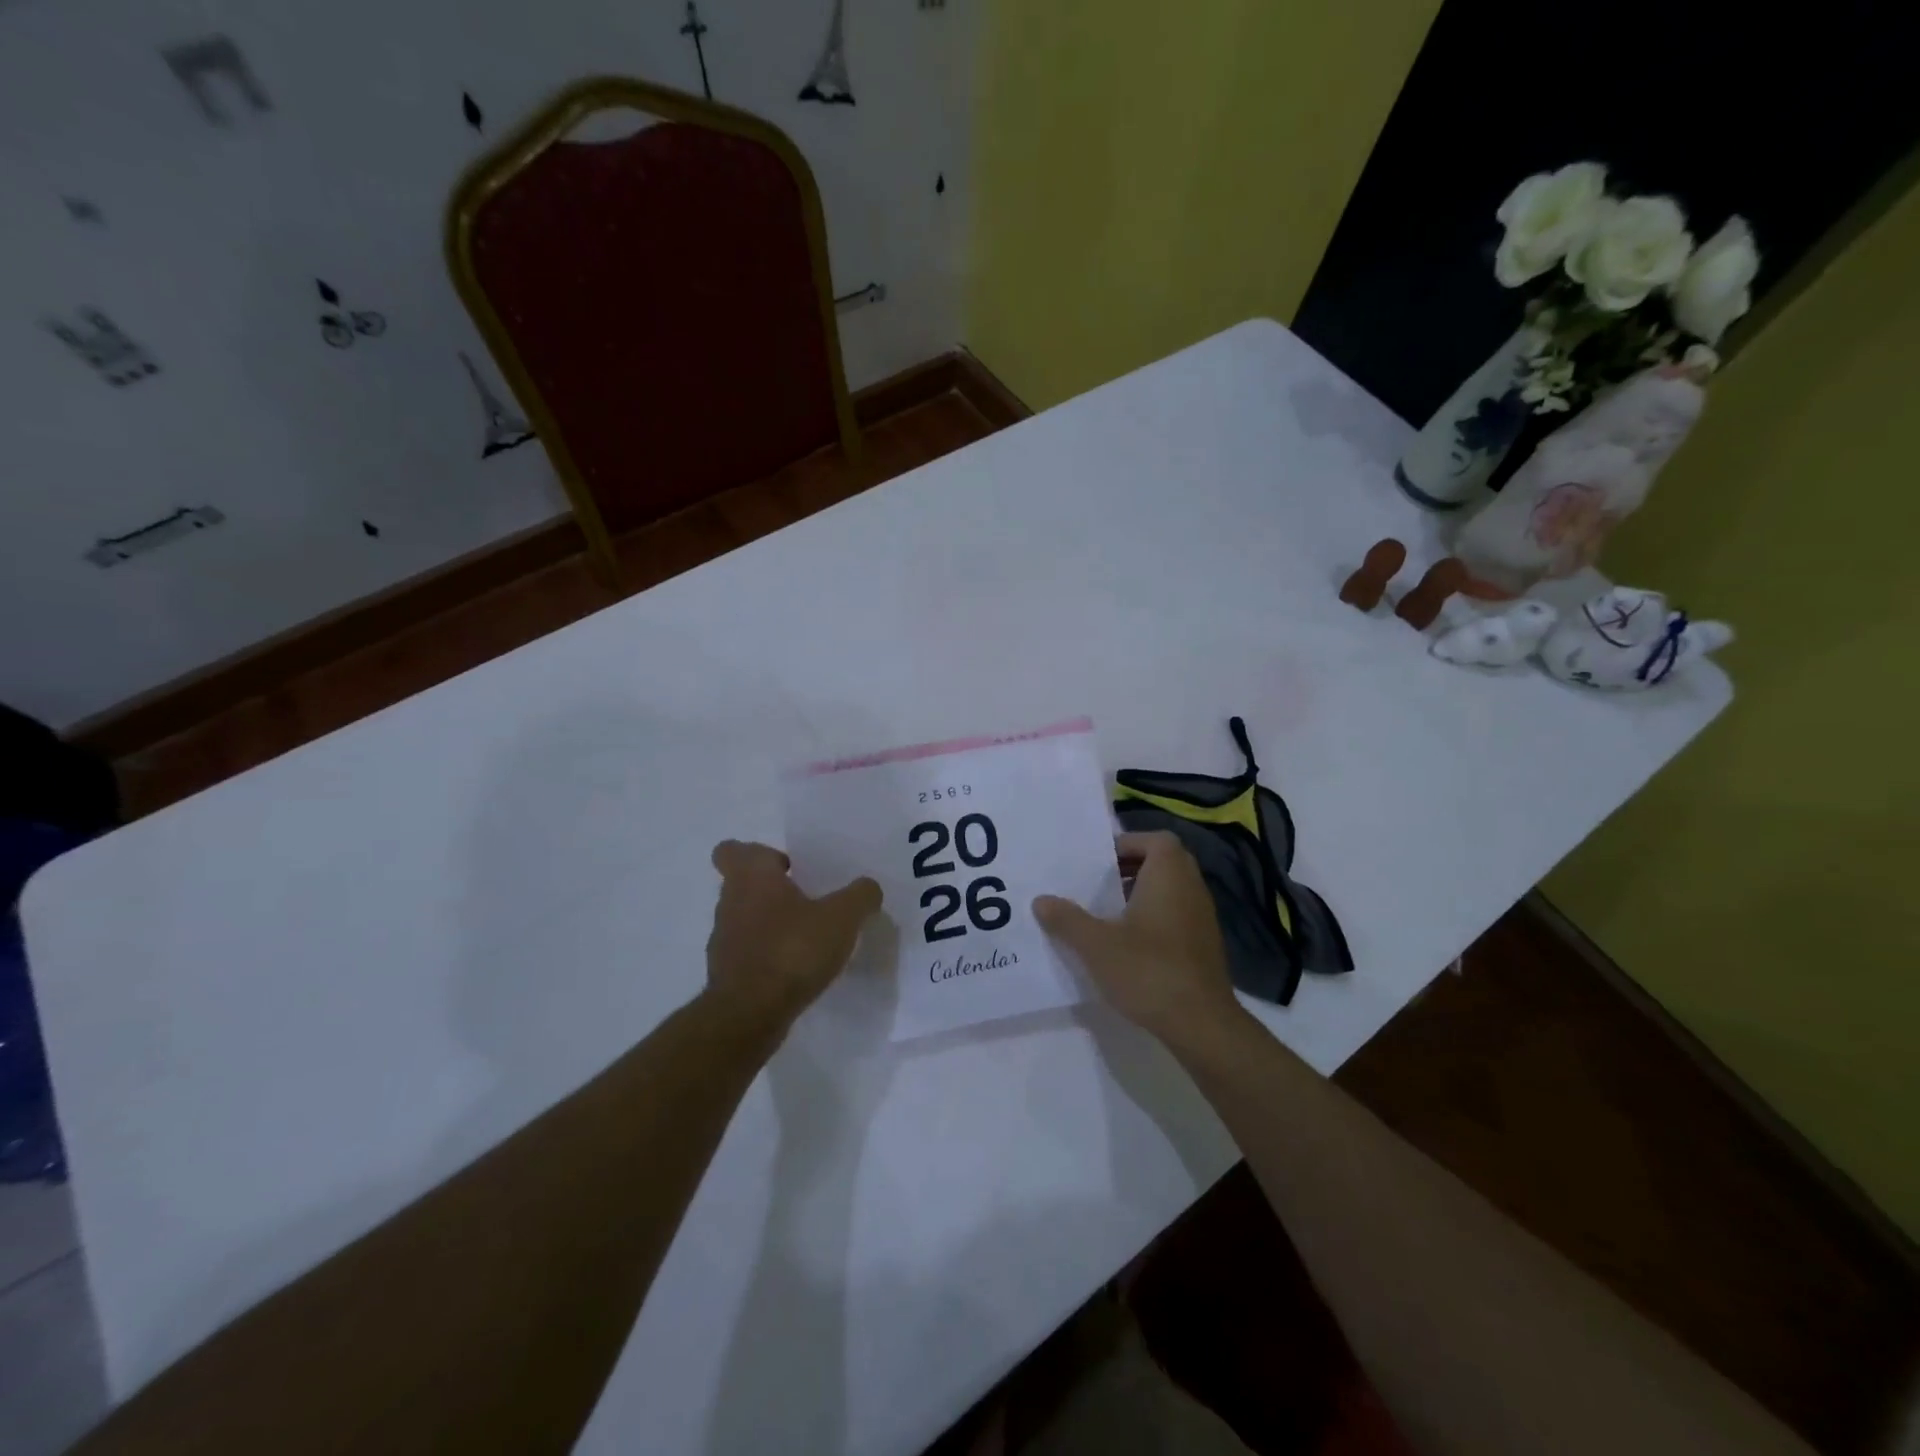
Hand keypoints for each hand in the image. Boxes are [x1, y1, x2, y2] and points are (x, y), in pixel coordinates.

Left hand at [705, 840, 881, 1034]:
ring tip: (807, 938)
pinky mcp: (726, 975)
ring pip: (745, 920)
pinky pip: (748, 954)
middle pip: (743, 885)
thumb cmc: (792, 951)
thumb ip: (860, 896)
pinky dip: (767, 956)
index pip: (732, 850)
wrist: (749, 1015)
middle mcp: (730, 903)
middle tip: (808, 900)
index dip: (758, 854)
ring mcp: (723, 941)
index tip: (787, 867)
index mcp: (752, 877)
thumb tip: (868, 888)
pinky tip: (797, 970)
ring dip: (770, 924)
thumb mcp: (842, 918)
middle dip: (772, 890)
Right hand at [1033, 831, 1239, 1046]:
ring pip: (1172, 889)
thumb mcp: (1096, 945)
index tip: (1100, 861)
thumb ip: (1067, 919)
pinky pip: (1178, 914)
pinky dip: (1155, 917)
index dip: (1128, 843)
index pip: (1156, 839)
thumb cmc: (1148, 970)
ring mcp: (1203, 917)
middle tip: (1099, 883)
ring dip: (1143, 893)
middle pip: (1164, 861)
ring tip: (1108, 912)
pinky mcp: (1205, 945)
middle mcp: (1192, 888)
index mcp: (1169, 875)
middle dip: (1131, 867)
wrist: (1201, 1024)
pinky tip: (1130, 943)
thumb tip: (1040, 900)